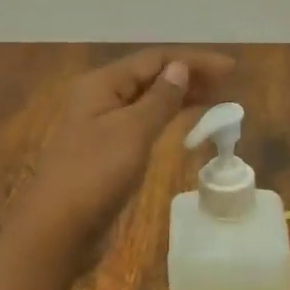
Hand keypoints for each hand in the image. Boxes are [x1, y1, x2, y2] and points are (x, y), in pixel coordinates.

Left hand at [8, 47, 235, 259]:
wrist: (57, 229)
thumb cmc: (95, 174)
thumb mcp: (133, 131)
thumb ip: (159, 98)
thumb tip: (180, 67)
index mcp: (102, 84)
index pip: (154, 59)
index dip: (193, 60)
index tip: (231, 69)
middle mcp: (100, 98)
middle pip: (150, 76)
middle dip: (189, 76)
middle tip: (228, 83)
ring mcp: (102, 125)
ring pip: (147, 100)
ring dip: (180, 96)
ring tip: (216, 98)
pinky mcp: (107, 151)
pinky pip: (143, 123)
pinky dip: (166, 118)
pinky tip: (186, 123)